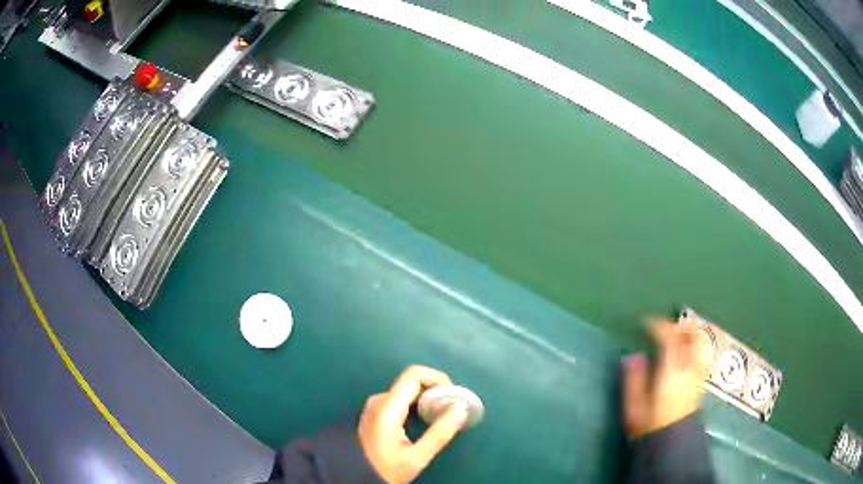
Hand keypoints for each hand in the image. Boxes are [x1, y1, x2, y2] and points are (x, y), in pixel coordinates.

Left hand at [358, 365, 468, 482]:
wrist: (355, 475)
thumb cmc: (386, 468)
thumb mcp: (417, 456)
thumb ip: (440, 432)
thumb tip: (461, 407)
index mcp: (387, 406)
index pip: (414, 374)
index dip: (438, 378)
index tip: (452, 396)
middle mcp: (379, 400)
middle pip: (412, 381)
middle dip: (436, 390)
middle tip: (451, 409)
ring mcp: (375, 405)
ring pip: (407, 390)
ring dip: (427, 398)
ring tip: (442, 417)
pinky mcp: (376, 412)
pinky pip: (401, 398)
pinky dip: (417, 404)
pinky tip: (426, 421)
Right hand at [622, 319, 710, 439]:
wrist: (672, 444)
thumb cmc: (650, 426)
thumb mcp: (635, 406)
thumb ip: (634, 379)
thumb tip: (632, 356)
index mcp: (673, 370)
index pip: (670, 337)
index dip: (658, 325)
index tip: (644, 323)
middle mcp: (690, 367)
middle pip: (691, 335)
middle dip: (678, 325)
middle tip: (662, 326)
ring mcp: (698, 373)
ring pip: (699, 342)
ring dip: (687, 334)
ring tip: (673, 336)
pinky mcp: (701, 380)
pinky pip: (699, 352)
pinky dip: (691, 345)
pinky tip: (682, 352)